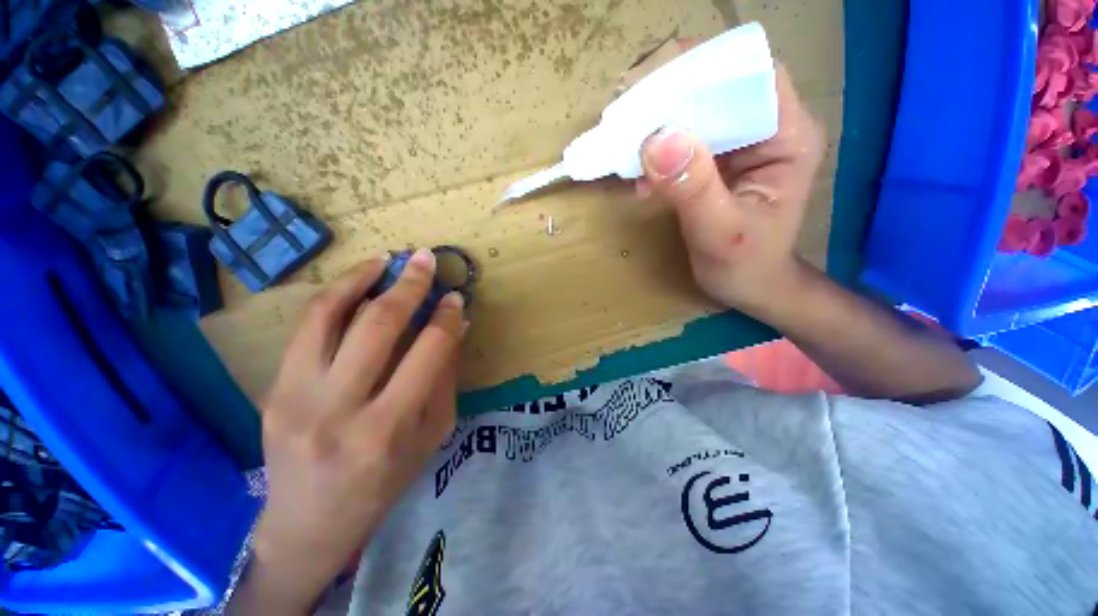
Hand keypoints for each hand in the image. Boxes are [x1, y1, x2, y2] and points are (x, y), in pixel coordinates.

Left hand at [240, 250, 465, 613]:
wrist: (309, 524)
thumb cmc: (383, 483)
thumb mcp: (431, 435)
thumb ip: (444, 377)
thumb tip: (456, 326)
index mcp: (389, 427)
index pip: (428, 350)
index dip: (446, 316)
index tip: (455, 297)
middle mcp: (340, 407)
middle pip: (379, 325)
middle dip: (410, 285)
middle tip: (426, 260)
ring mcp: (297, 395)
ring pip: (331, 316)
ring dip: (363, 279)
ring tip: (388, 260)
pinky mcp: (274, 388)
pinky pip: (307, 327)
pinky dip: (334, 295)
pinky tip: (356, 281)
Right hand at [638, 65, 824, 315]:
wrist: (749, 285)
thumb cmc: (745, 266)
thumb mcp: (719, 233)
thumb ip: (693, 189)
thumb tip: (655, 141)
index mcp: (787, 137)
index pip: (749, 76)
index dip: (702, 70)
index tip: (651, 85)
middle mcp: (767, 128)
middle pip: (718, 86)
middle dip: (669, 93)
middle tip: (624, 110)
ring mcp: (740, 143)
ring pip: (696, 110)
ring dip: (656, 121)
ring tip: (623, 138)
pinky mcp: (717, 160)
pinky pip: (683, 140)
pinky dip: (655, 149)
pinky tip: (637, 172)